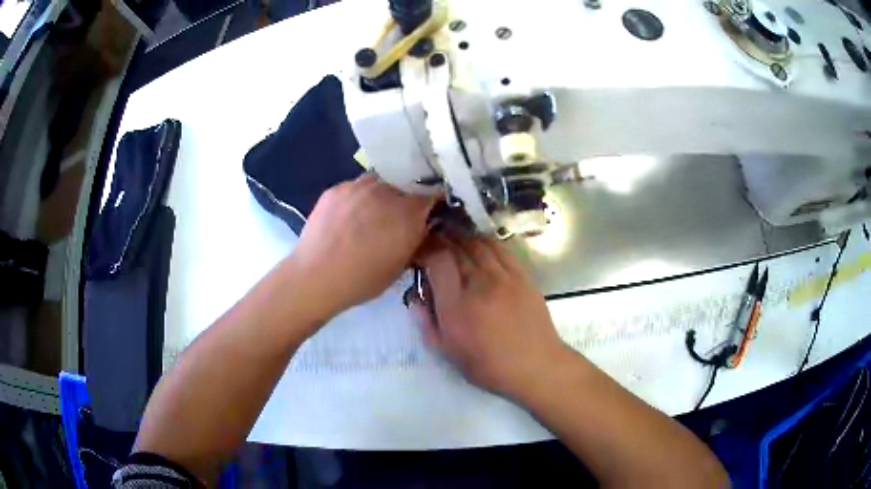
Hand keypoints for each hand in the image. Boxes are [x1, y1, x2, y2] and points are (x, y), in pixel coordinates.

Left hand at [288, 173, 435, 321]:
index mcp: (409, 213)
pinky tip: (348, 216)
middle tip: (396, 217)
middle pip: (405, 184)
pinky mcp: (337, 188)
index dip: (432, 201)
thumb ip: (416, 240)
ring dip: (382, 194)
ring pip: (380, 182)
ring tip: (370, 214)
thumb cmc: (362, 280)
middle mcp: (387, 191)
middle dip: (406, 197)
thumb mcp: (400, 266)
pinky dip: (358, 198)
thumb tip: (423, 226)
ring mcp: (359, 185)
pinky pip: (356, 187)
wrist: (315, 277)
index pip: (432, 193)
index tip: (429, 212)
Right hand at [412, 234, 569, 397]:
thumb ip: (427, 322)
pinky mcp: (522, 275)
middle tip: (432, 242)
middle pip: (456, 247)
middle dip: (440, 240)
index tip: (419, 253)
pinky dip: (485, 241)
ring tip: (452, 238)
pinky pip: (501, 248)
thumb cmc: (488, 365)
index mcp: (456, 306)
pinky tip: (479, 242)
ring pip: (478, 243)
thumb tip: (416, 298)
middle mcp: (479, 284)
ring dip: (461, 237)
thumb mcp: (448, 352)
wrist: (535, 365)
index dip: (425, 250)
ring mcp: (504, 276)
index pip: (437, 260)